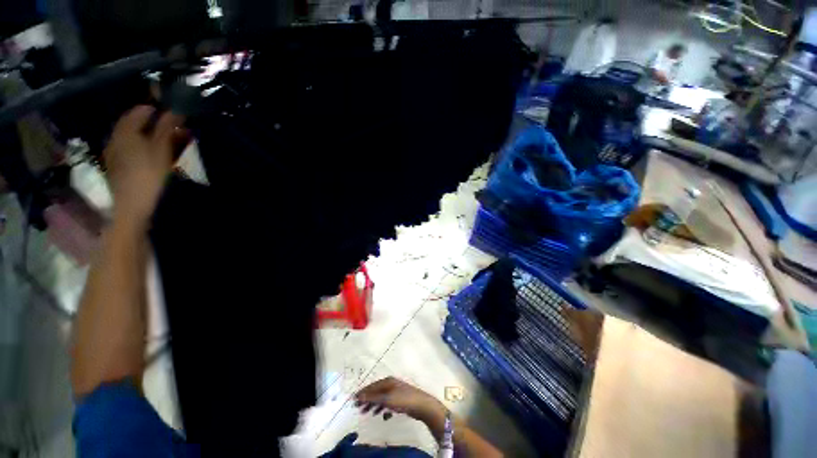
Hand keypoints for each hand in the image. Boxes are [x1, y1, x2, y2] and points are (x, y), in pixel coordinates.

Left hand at [104, 105, 187, 222]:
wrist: (134, 206)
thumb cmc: (149, 174)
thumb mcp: (162, 148)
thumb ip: (167, 127)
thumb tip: (174, 109)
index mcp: (125, 131)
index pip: (140, 111)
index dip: (157, 109)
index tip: (174, 112)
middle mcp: (116, 138)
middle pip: (136, 124)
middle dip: (155, 124)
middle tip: (175, 128)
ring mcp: (115, 154)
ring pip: (134, 138)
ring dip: (151, 137)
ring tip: (170, 143)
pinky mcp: (118, 168)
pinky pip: (132, 151)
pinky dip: (145, 148)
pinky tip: (156, 156)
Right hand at [355, 377, 443, 421]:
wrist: (421, 405)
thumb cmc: (403, 400)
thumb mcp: (386, 399)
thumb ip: (373, 398)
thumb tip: (359, 396)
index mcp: (388, 381)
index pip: (372, 386)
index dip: (363, 393)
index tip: (353, 400)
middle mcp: (391, 384)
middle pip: (376, 391)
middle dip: (367, 399)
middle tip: (358, 408)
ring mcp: (396, 391)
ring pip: (382, 397)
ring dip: (374, 405)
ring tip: (367, 413)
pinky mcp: (401, 399)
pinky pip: (388, 403)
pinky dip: (383, 408)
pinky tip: (383, 416)